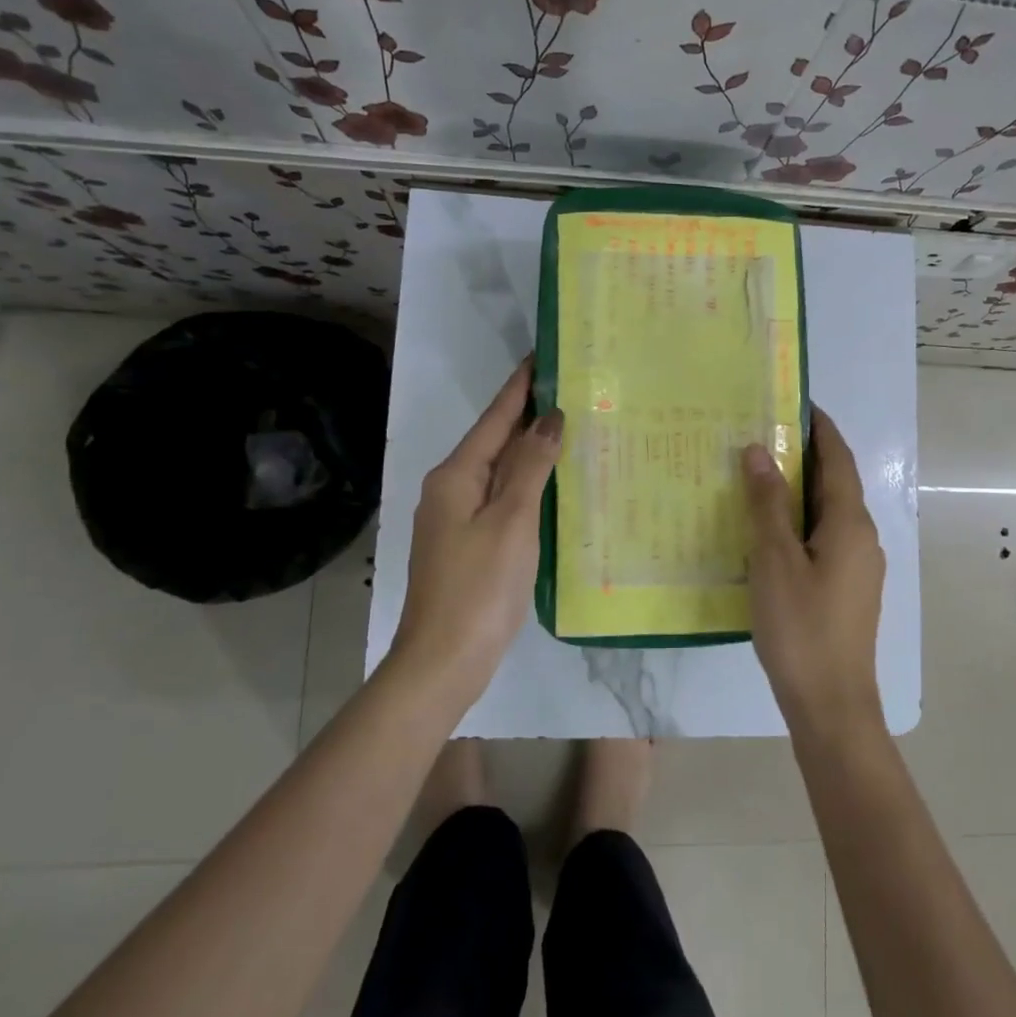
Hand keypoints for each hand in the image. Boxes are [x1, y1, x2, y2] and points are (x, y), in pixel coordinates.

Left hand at [389, 359, 562, 704]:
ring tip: (571, 428)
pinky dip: (527, 483)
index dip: (521, 386)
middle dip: (530, 415)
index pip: (495, 418)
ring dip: (531, 450)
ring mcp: (457, 518)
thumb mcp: (511, 521)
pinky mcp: (468, 543)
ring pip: (499, 471)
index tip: (544, 355)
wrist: (443, 661)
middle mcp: (451, 489)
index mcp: (456, 476)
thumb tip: (550, 419)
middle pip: (495, 441)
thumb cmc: (480, 587)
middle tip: (572, 390)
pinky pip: (501, 498)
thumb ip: (530, 466)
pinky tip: (553, 484)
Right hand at [740, 408, 885, 729]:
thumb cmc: (801, 627)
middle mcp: (862, 537)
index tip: (791, 401)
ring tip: (756, 478)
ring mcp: (858, 565)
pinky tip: (767, 532)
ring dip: (798, 490)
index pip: (837, 457)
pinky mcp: (847, 588)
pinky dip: (799, 521)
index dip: (819, 426)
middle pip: (834, 482)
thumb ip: (768, 504)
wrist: (832, 704)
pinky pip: (823, 538)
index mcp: (850, 523)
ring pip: (827, 512)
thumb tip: (760, 451)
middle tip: (759, 436)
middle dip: (803, 456)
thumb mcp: (774, 560)